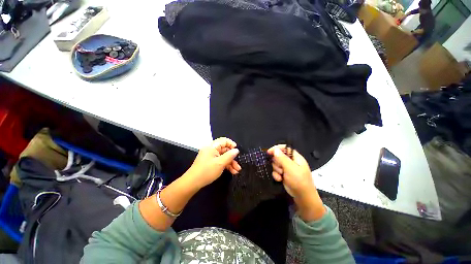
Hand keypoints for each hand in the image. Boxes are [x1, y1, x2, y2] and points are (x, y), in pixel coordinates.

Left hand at [185, 137, 240, 188]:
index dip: (231, 144)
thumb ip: (229, 155)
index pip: (224, 140)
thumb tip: (236, 150)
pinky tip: (232, 171)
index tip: (237, 151)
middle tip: (238, 165)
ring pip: (223, 156)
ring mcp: (211, 156)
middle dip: (232, 157)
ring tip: (237, 170)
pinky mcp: (210, 162)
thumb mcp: (220, 163)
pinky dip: (226, 165)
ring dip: (231, 163)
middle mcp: (211, 149)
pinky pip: (220, 161)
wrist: (193, 182)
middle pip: (225, 149)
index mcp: (212, 146)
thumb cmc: (207, 171)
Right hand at [267, 145, 315, 198]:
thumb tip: (275, 149)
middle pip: (279, 156)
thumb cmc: (299, 181)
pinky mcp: (284, 174)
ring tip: (281, 175)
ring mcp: (287, 168)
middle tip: (281, 169)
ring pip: (276, 164)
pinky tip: (279, 179)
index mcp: (296, 157)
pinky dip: (276, 175)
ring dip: (277, 170)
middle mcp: (291, 161)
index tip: (269, 152)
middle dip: (277, 163)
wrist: (302, 197)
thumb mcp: (290, 168)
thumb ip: (282, 158)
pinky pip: (276, 171)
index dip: (277, 148)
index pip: (285, 148)